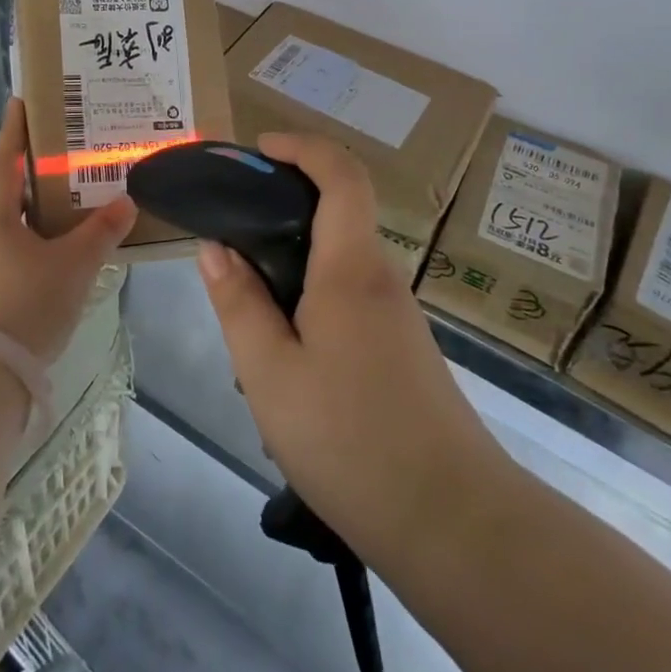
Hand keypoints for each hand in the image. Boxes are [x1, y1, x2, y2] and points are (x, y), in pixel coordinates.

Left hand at [0, 99, 136, 364]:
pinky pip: (16, 239)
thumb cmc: (27, 301)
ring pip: (15, 214)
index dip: (18, 127)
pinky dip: (39, 229)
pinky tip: (65, 236)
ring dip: (41, 200)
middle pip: (11, 183)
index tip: (25, 99)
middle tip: (71, 144)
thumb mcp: (74, 264)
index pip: (6, 155)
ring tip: (76, 188)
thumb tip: (127, 202)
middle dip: (39, 163)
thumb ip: (102, 230)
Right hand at [197, 133, 495, 563]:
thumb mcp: (270, 375)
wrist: (455, 524)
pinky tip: (282, 348)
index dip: (303, 147)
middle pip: (340, 211)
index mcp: (351, 269)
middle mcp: (380, 278)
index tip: (259, 150)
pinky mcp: (401, 347)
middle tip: (231, 226)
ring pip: (340, 259)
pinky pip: (349, 295)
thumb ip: (239, 304)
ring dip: (293, 258)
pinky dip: (310, 293)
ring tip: (243, 300)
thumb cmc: (351, 441)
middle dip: (285, 201)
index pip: (342, 176)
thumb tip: (215, 248)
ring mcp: (397, 314)